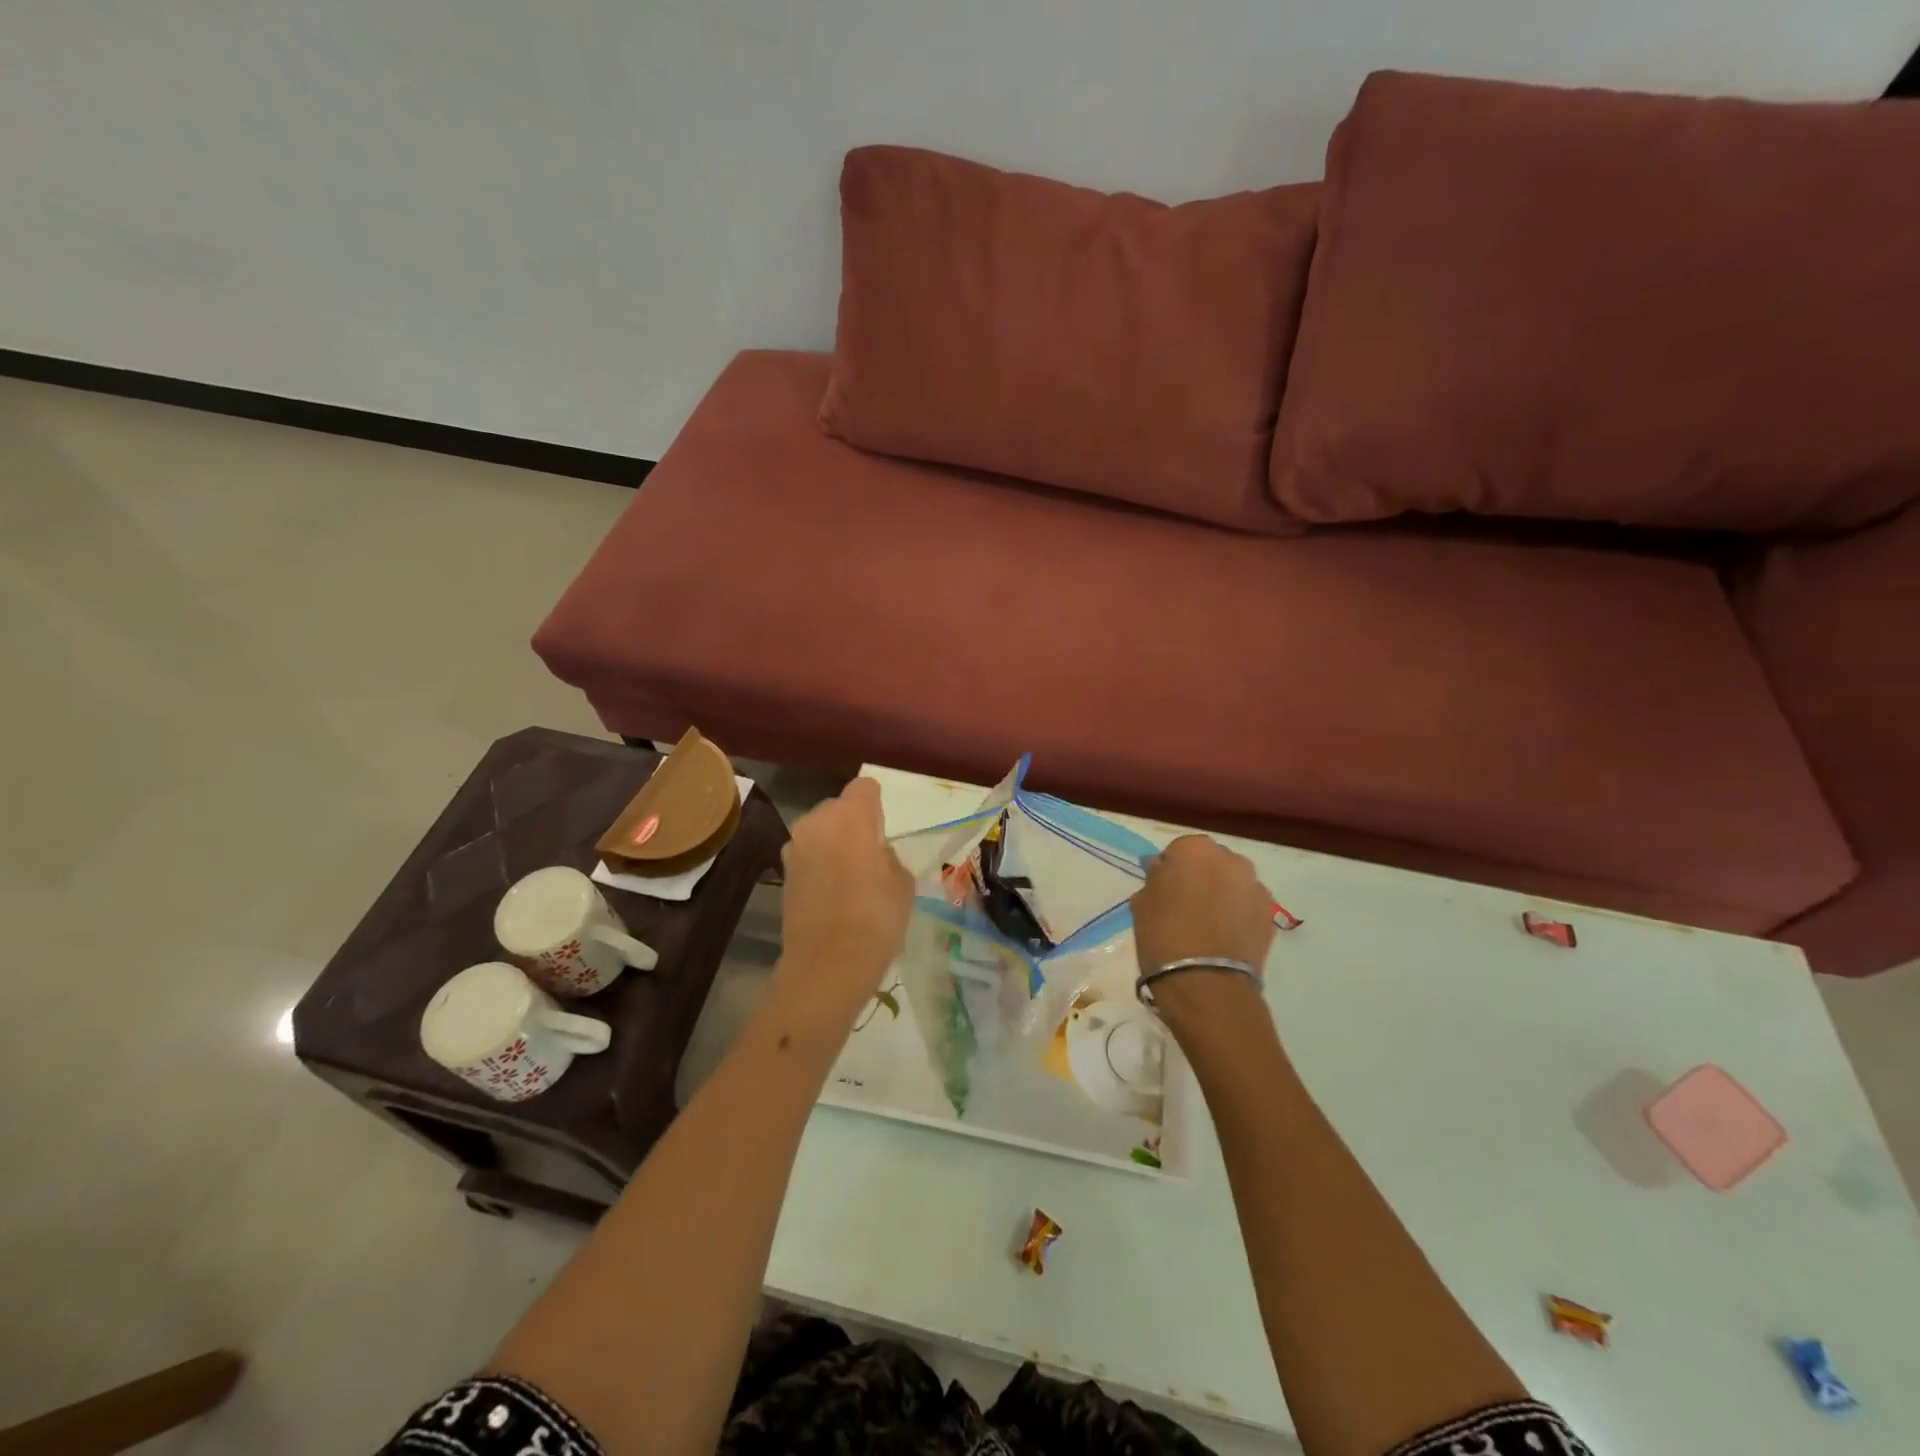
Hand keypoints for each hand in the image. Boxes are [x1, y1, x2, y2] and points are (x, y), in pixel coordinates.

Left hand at [773, 777, 913, 1017]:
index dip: (876, 802)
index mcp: (851, 816)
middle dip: (853, 822)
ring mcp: (795, 848)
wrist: (828, 964)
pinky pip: (808, 856)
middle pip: (838, 807)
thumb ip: (888, 856)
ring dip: (833, 844)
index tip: (884, 826)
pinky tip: (834, 894)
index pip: (864, 787)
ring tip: (851, 876)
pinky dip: (820, 865)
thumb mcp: (902, 882)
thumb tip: (875, 854)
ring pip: (819, 832)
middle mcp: (817, 822)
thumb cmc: (877, 917)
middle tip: (870, 853)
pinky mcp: (783, 874)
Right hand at [1130, 835, 1275, 1017]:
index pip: (1178, 850)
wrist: (1207, 983)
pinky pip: (1248, 905)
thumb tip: (1162, 870)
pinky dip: (1238, 913)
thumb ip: (1155, 878)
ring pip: (1232, 882)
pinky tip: (1225, 936)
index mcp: (1195, 849)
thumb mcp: (1142, 902)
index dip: (1170, 870)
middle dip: (1200, 877)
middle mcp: (1231, 858)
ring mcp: (1255, 886)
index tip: (1163, 892)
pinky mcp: (1270, 914)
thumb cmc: (1164, 936)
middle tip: (1184, 906)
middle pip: (1210, 862)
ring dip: (1221, 894)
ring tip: (1207, 924)